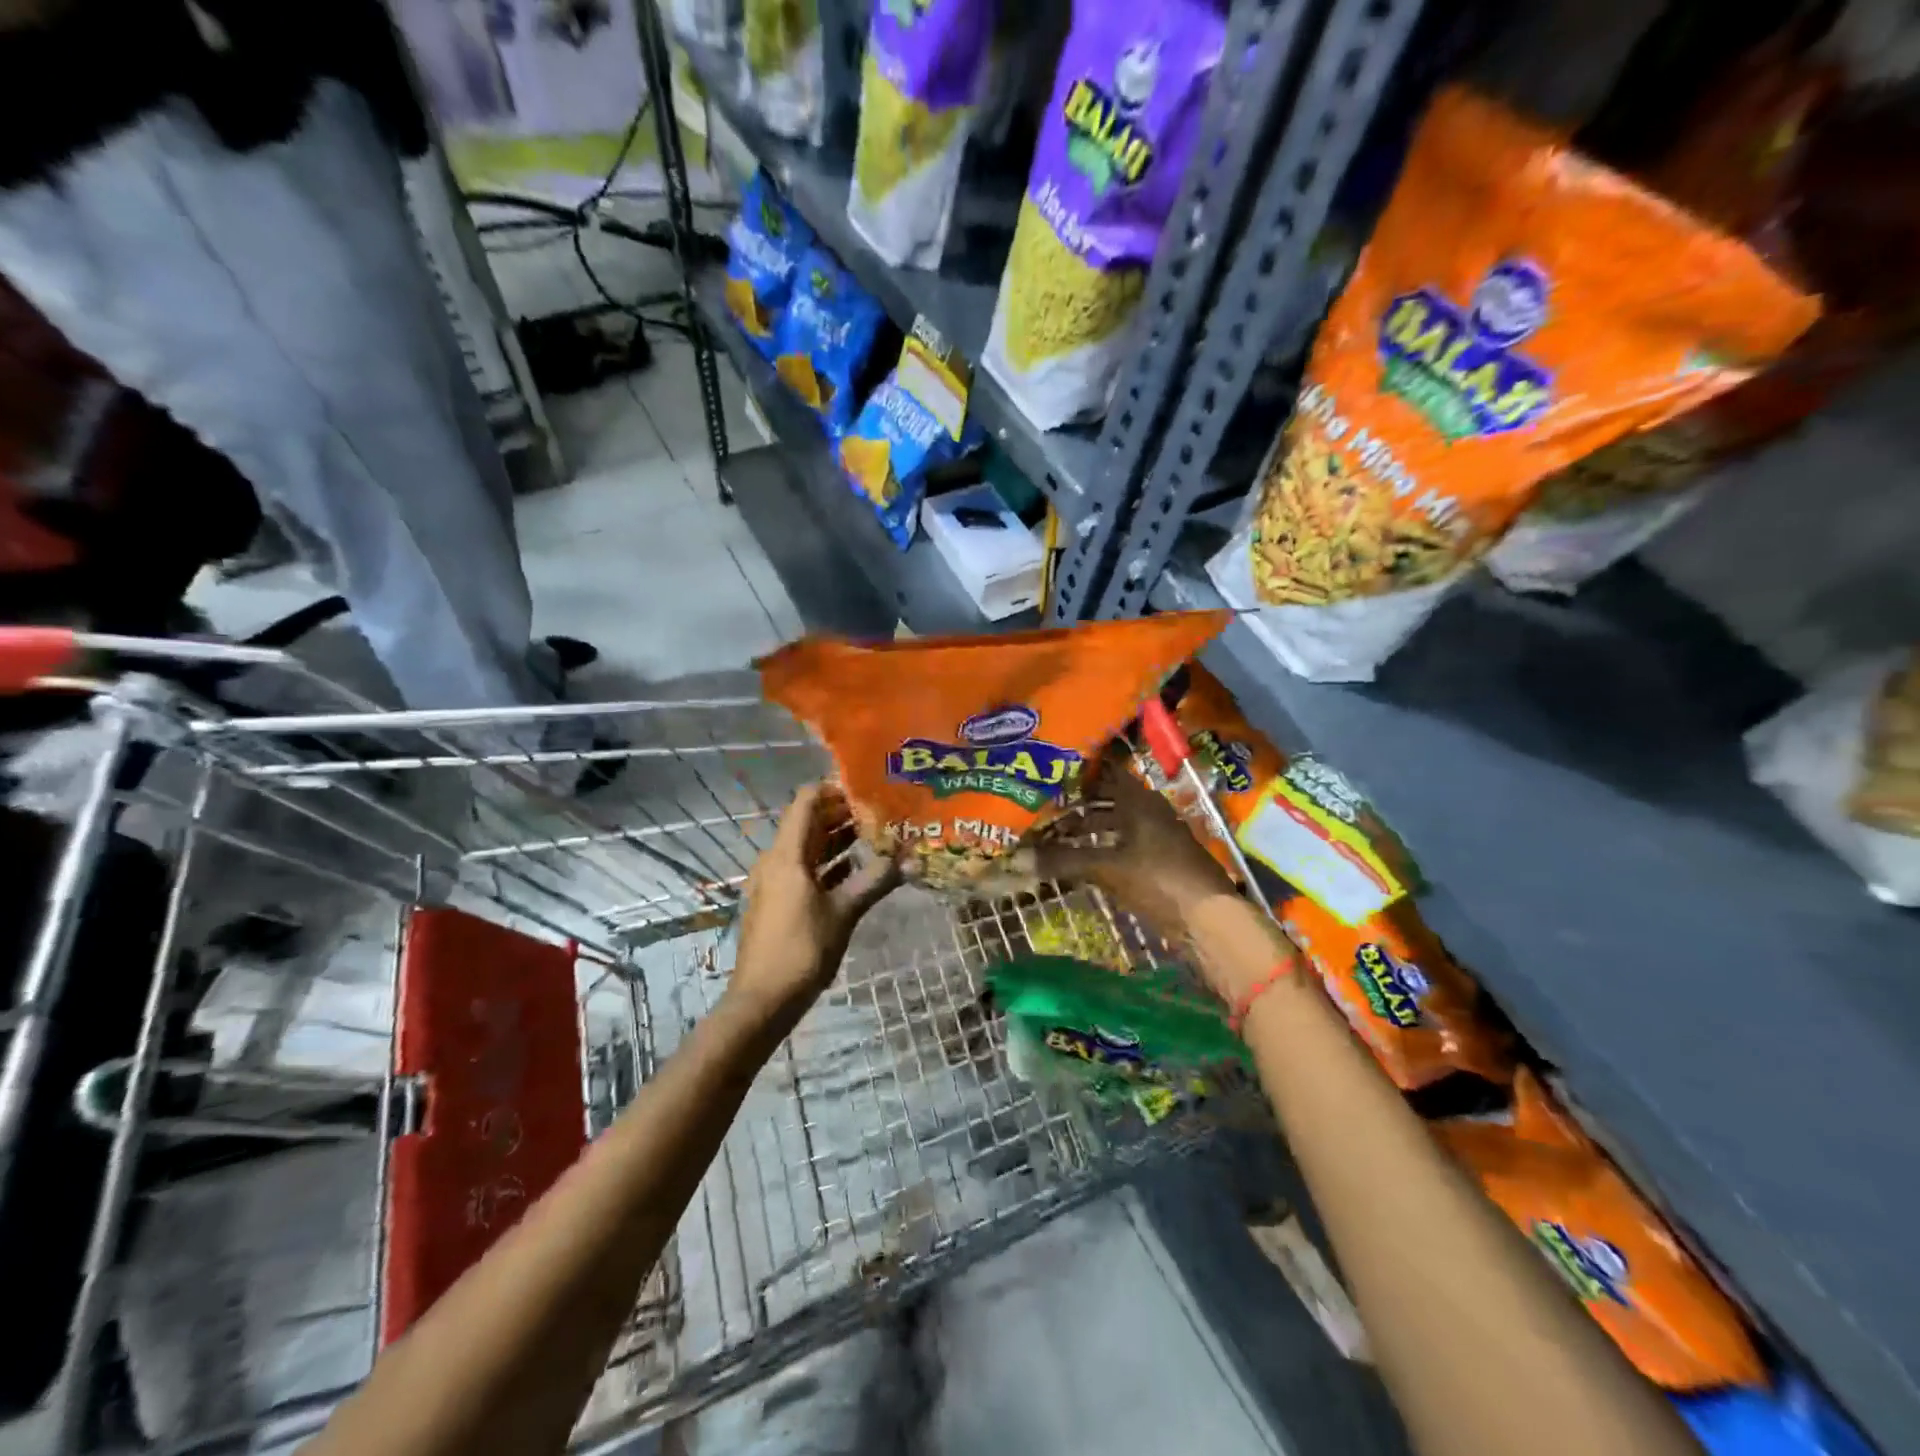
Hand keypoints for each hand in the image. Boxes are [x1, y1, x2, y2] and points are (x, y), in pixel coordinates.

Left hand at [730, 783, 897, 1026]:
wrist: (763, 1000)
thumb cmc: (802, 949)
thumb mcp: (844, 912)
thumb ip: (875, 881)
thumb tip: (910, 859)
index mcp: (787, 855)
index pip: (806, 801)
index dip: (834, 788)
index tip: (866, 788)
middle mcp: (776, 860)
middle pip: (808, 822)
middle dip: (842, 813)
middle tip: (880, 810)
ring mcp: (774, 881)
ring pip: (808, 847)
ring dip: (837, 839)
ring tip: (875, 834)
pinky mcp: (778, 901)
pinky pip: (804, 869)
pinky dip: (828, 863)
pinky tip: (857, 868)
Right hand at [1038, 762, 1237, 939]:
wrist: (1210, 920)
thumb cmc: (1159, 879)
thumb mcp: (1108, 868)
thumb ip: (1064, 860)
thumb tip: (1017, 859)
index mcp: (1140, 801)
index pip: (1106, 773)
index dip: (1080, 773)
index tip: (1050, 773)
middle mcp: (1149, 811)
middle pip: (1109, 800)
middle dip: (1078, 804)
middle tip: (1045, 807)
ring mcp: (1157, 837)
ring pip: (1117, 824)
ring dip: (1089, 828)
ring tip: (1056, 836)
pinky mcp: (1159, 862)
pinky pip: (1124, 845)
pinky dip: (1102, 848)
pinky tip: (1082, 860)